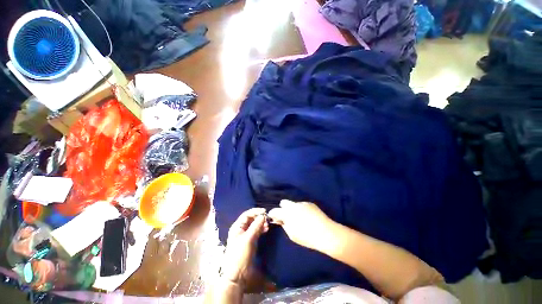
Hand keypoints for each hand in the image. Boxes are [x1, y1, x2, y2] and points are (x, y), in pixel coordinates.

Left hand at [221, 208, 268, 286]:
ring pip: (255, 225)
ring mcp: (246, 235)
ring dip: (261, 223)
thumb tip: (263, 215)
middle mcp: (241, 229)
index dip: (256, 211)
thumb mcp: (248, 239)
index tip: (265, 211)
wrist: (237, 275)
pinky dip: (261, 229)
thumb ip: (256, 226)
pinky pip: (257, 231)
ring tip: (268, 225)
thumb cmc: (240, 255)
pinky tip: (266, 230)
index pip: (247, 214)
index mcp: (237, 227)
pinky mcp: (250, 241)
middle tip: (267, 219)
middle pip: (251, 219)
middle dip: (259, 218)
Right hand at [268, 200, 335, 250]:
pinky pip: (302, 205)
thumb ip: (284, 225)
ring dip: (293, 209)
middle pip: (284, 202)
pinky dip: (302, 209)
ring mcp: (302, 203)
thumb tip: (281, 220)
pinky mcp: (310, 203)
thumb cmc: (307, 237)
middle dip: (283, 208)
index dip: (273, 214)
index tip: (273, 217)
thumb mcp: (292, 234)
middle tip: (287, 217)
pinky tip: (308, 217)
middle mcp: (293, 205)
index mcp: (287, 213)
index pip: (275, 210)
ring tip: (300, 218)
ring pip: (294, 204)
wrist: (326, 233)